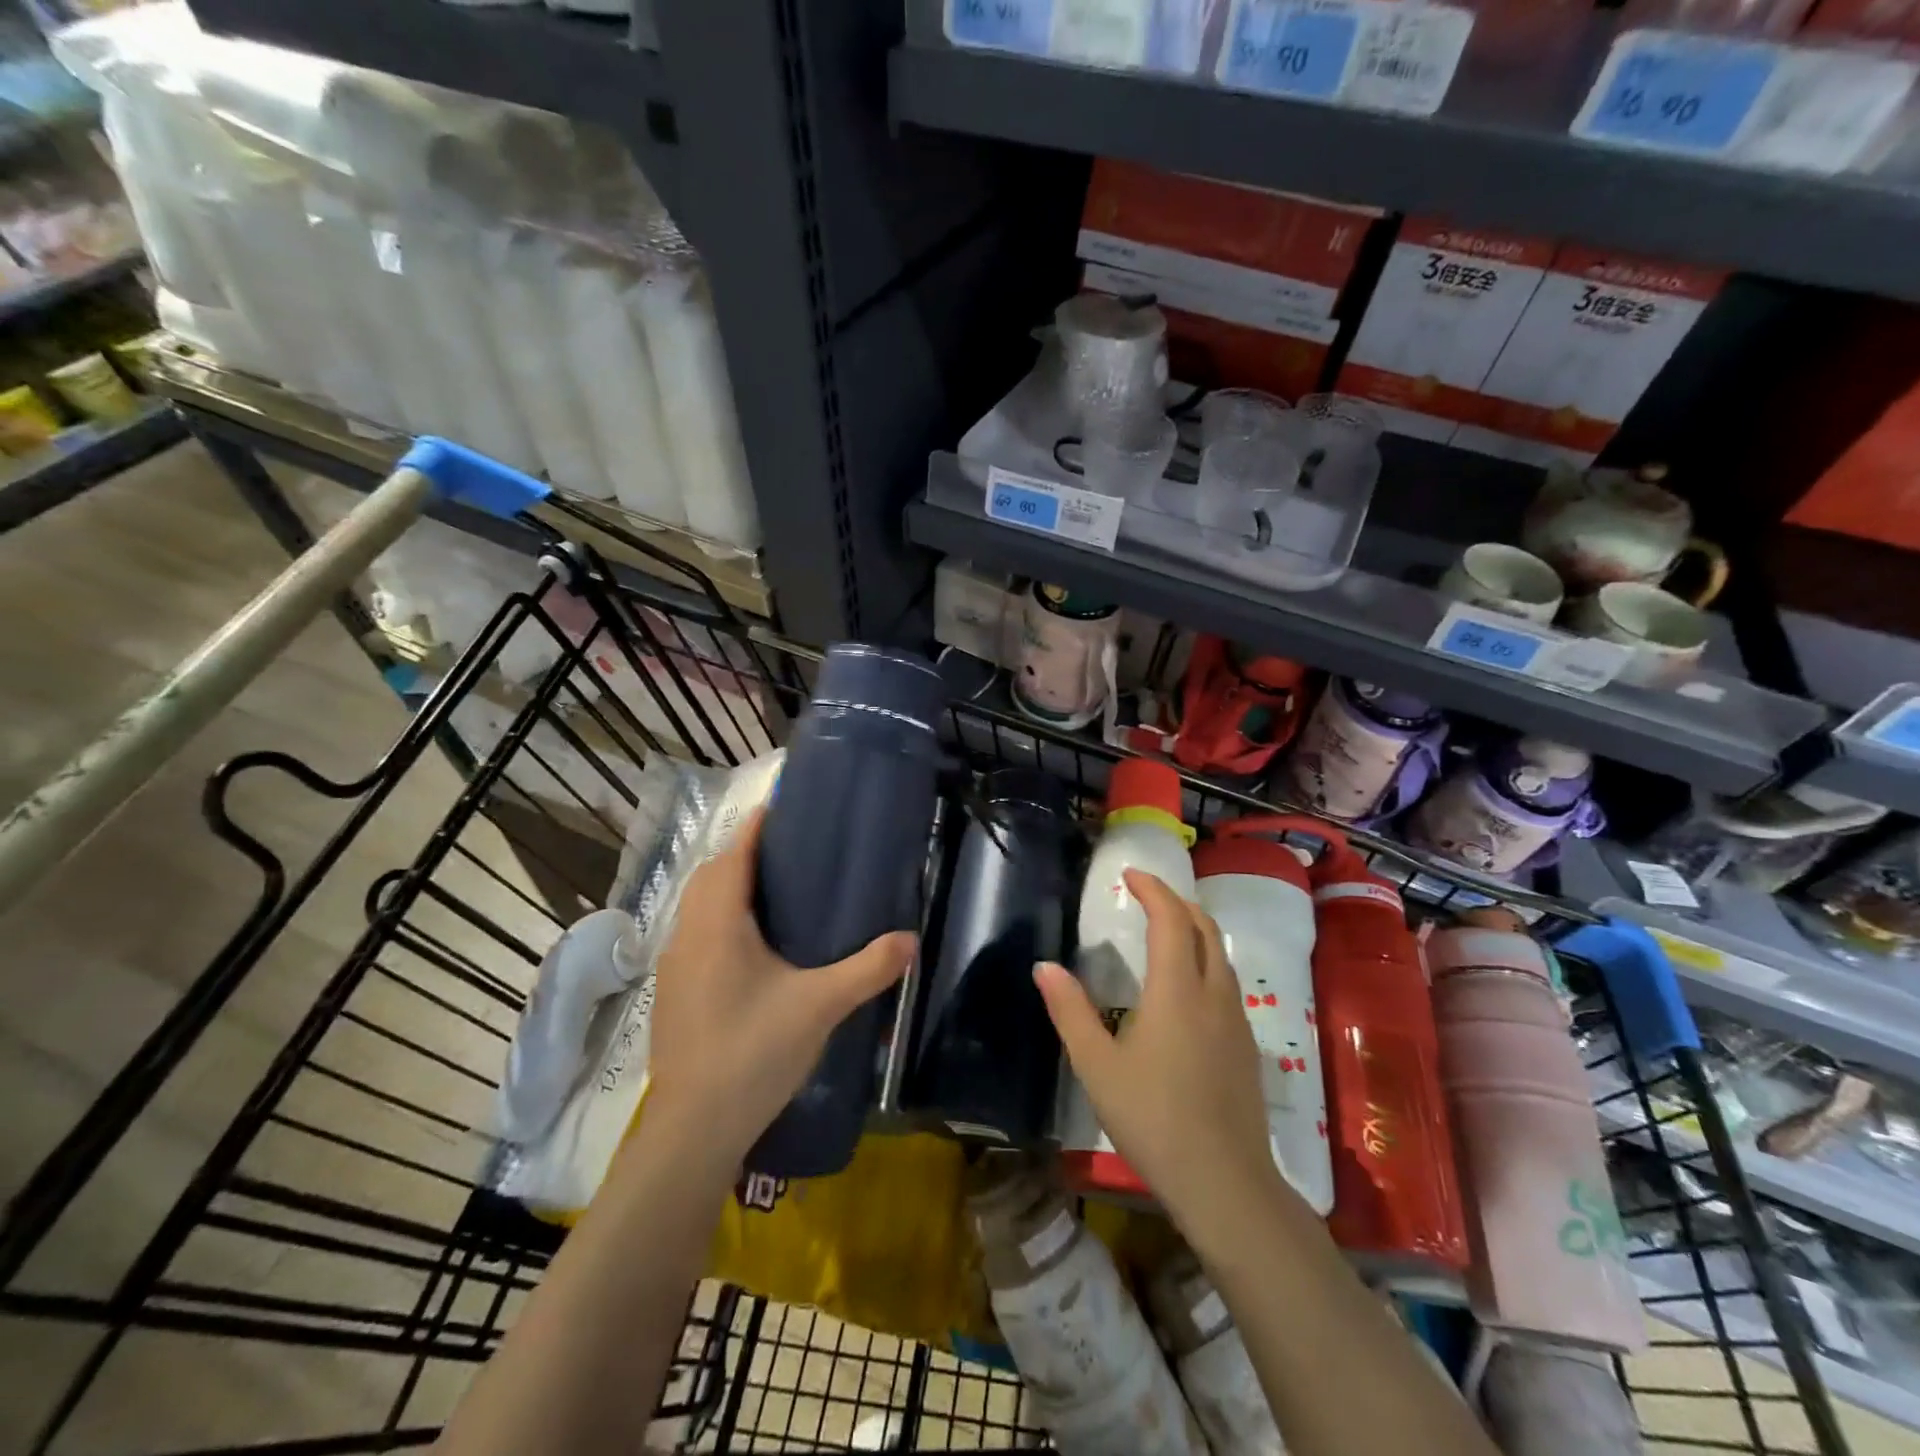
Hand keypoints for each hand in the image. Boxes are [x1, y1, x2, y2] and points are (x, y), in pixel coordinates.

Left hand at [645, 809, 915, 1164]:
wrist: (693, 1128)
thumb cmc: (752, 1052)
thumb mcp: (819, 1005)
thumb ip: (867, 969)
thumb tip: (911, 939)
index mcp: (717, 922)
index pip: (735, 852)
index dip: (758, 825)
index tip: (788, 805)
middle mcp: (688, 932)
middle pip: (713, 873)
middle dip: (747, 853)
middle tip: (795, 851)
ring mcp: (675, 964)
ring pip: (700, 905)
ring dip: (731, 887)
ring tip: (780, 892)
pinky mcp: (674, 991)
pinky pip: (697, 933)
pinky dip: (722, 919)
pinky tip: (755, 946)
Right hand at [1034, 869, 1284, 1230]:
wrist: (1225, 1183)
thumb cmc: (1152, 1119)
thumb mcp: (1096, 1066)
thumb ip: (1070, 1011)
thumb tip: (1044, 966)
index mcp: (1177, 990)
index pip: (1171, 919)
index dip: (1153, 890)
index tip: (1129, 875)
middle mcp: (1213, 994)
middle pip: (1204, 928)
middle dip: (1177, 902)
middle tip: (1147, 896)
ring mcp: (1237, 1021)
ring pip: (1221, 955)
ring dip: (1195, 930)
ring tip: (1167, 932)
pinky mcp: (1248, 1047)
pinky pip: (1227, 983)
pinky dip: (1206, 961)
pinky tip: (1188, 989)